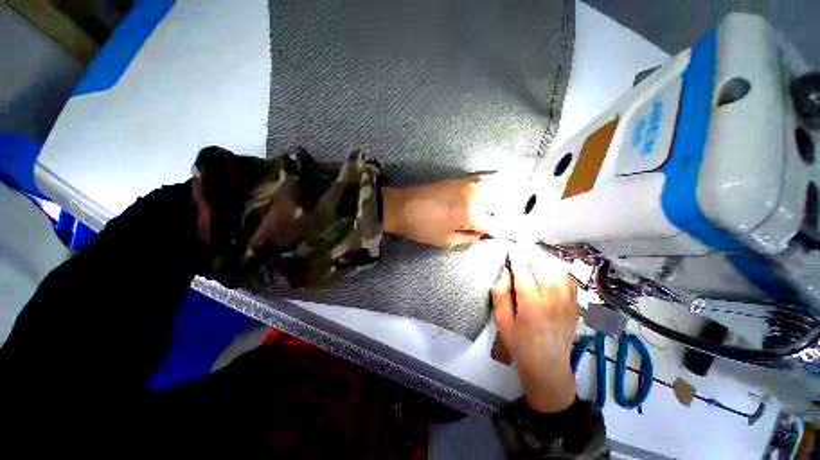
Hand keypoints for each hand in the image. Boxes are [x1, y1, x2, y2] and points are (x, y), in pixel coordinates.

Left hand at [382, 174, 497, 246]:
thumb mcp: (446, 241)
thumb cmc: (422, 228)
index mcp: (470, 215)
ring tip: (504, 207)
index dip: (498, 232)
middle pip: (498, 205)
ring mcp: (466, 185)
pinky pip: (479, 179)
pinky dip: (489, 183)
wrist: (401, 207)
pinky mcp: (458, 179)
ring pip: (492, 191)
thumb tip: (482, 235)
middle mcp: (473, 197)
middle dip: (503, 215)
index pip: (494, 224)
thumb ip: (468, 238)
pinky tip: (495, 185)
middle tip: (503, 222)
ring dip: (500, 200)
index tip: (500, 236)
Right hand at [492, 251, 578, 412]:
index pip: (524, 274)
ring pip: (558, 273)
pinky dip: (559, 272)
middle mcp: (553, 301)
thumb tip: (505, 274)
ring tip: (533, 257)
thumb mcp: (502, 322)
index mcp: (532, 306)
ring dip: (545, 262)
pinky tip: (550, 270)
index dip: (516, 259)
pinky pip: (569, 282)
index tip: (511, 249)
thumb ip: (501, 295)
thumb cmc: (520, 345)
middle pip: (542, 269)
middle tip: (520, 249)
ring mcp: (568, 304)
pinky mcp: (575, 307)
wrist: (548, 368)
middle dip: (530, 256)